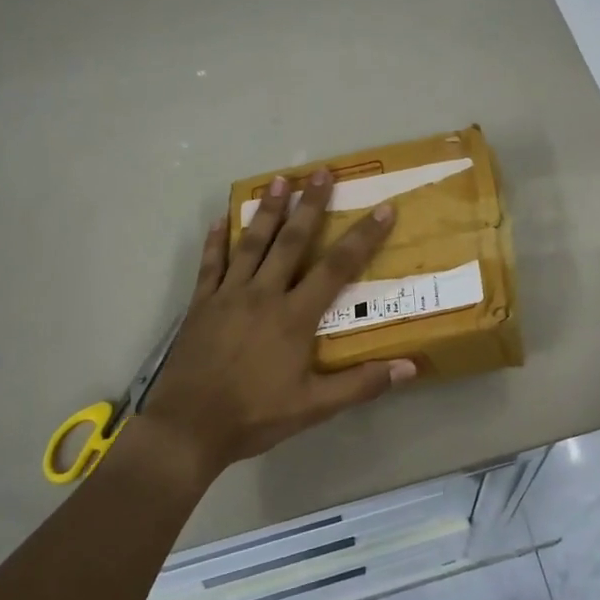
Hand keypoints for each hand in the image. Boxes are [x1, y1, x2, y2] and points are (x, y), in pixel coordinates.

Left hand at [138, 169, 416, 475]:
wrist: (188, 428)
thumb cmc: (255, 416)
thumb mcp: (315, 408)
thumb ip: (362, 384)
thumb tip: (411, 368)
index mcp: (294, 316)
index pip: (337, 268)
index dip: (362, 237)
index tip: (383, 208)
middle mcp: (263, 295)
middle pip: (291, 241)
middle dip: (310, 204)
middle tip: (321, 171)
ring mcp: (227, 296)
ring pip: (250, 243)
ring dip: (266, 210)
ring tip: (278, 180)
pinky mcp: (200, 305)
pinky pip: (209, 265)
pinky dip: (215, 241)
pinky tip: (219, 220)